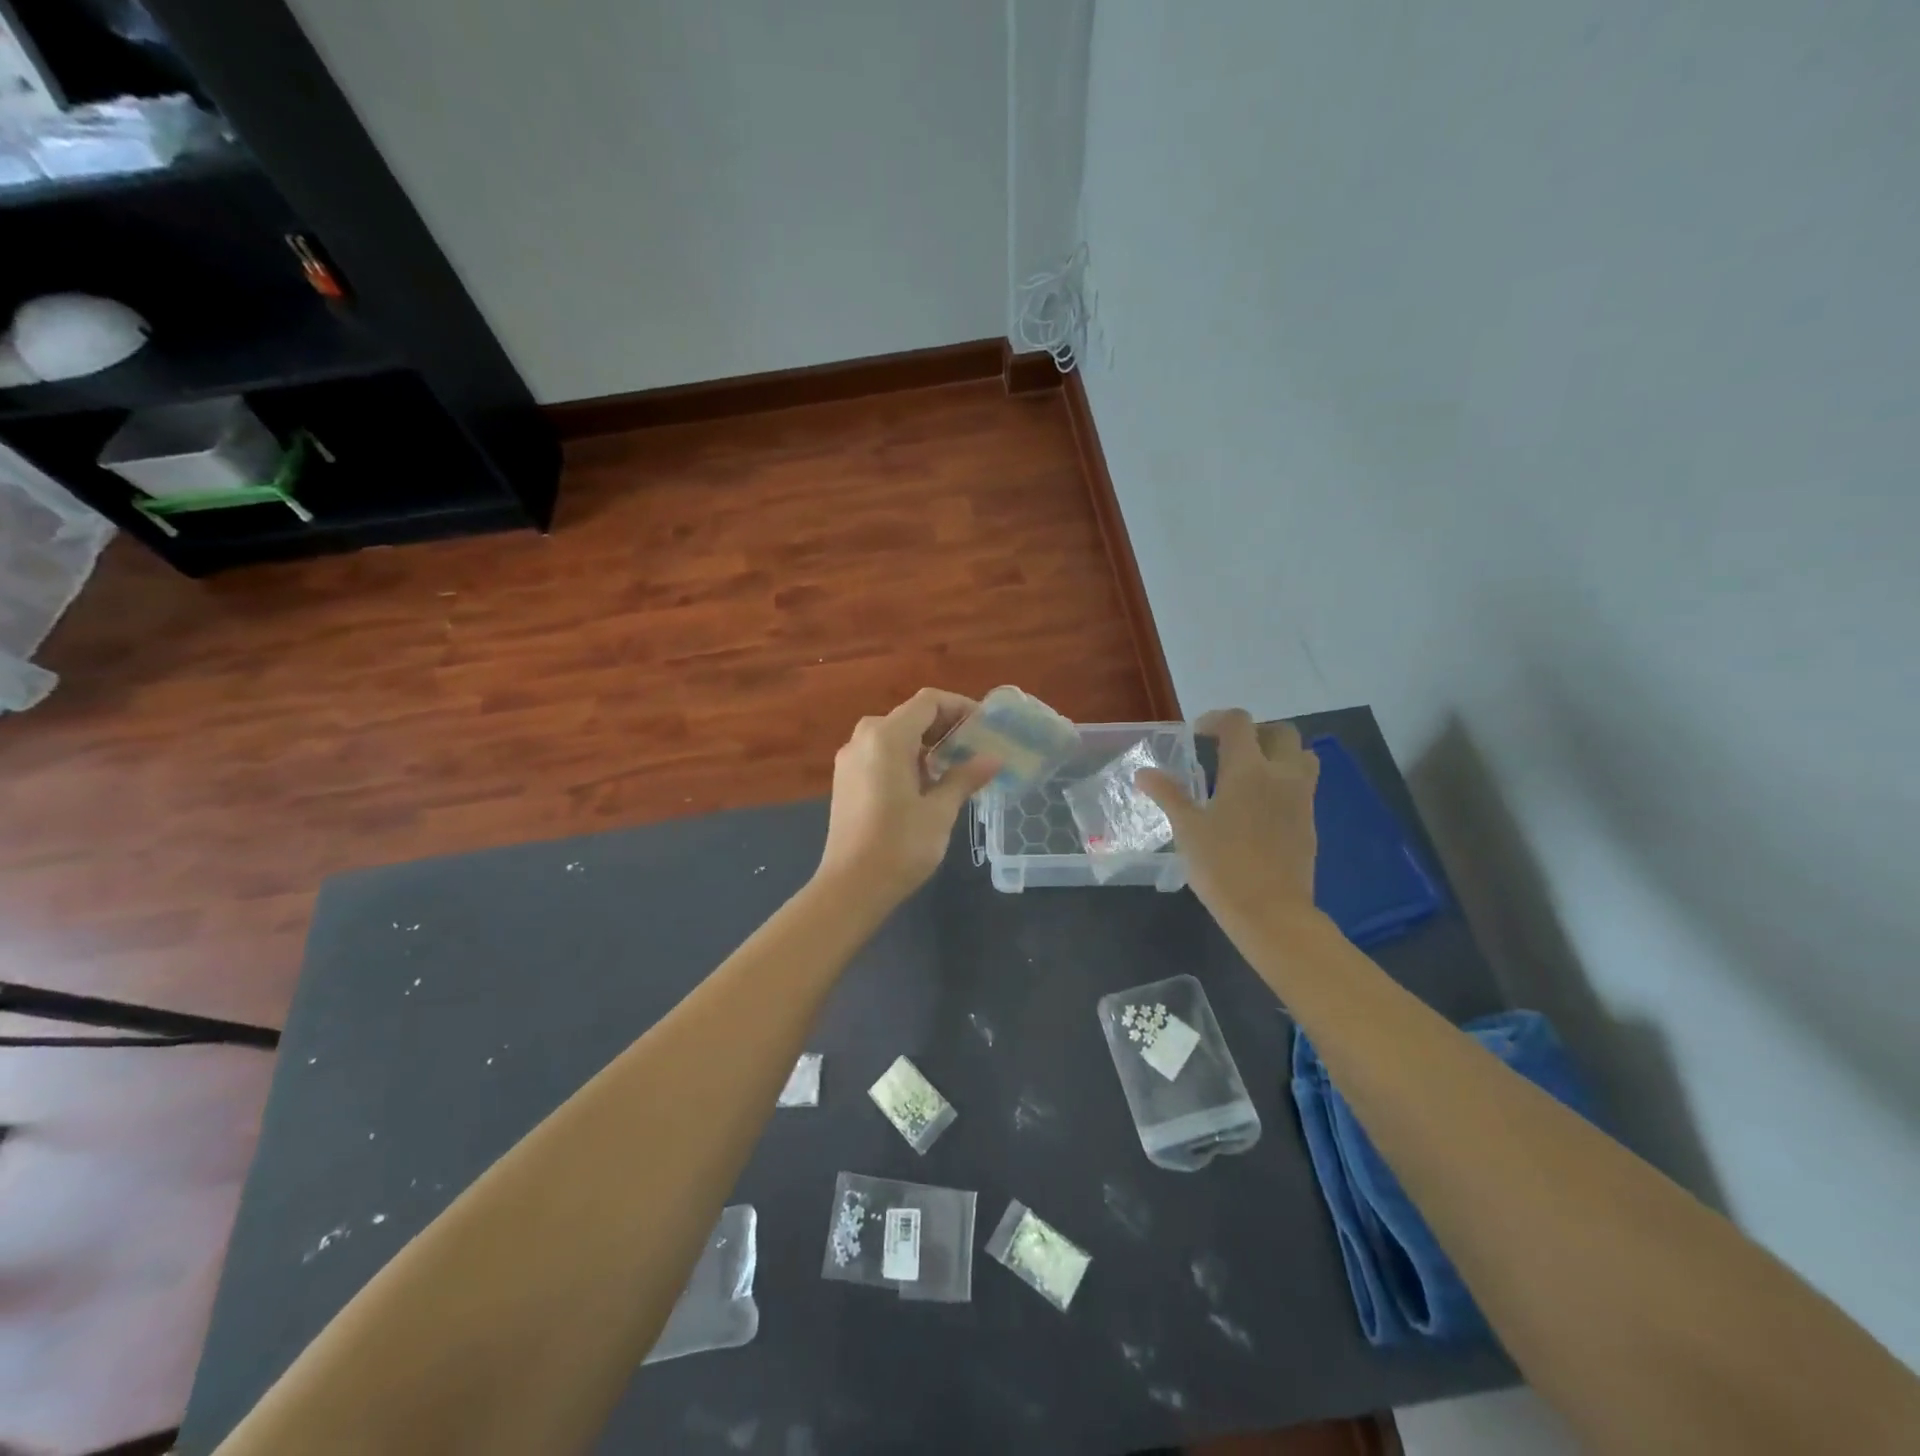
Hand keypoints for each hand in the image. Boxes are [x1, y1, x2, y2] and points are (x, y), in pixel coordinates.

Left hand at [816, 689, 1000, 903]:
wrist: (850, 887)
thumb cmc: (900, 845)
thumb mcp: (940, 811)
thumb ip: (965, 777)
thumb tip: (994, 758)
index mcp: (887, 737)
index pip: (928, 702)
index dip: (959, 707)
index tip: (984, 726)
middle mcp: (864, 738)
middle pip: (909, 715)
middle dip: (944, 725)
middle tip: (974, 746)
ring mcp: (850, 759)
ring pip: (893, 735)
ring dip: (925, 743)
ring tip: (954, 766)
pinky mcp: (845, 779)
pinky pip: (879, 753)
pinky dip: (905, 757)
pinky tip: (925, 784)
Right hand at [1137, 709, 1320, 938]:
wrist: (1271, 912)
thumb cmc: (1222, 866)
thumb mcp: (1187, 829)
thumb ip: (1168, 794)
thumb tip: (1144, 773)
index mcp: (1248, 770)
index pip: (1239, 723)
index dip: (1216, 720)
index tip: (1198, 734)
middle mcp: (1281, 775)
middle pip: (1280, 732)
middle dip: (1254, 732)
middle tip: (1227, 749)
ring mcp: (1301, 798)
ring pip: (1302, 756)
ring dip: (1278, 753)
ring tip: (1250, 773)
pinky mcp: (1310, 821)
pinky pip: (1303, 785)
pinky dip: (1284, 780)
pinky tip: (1259, 806)